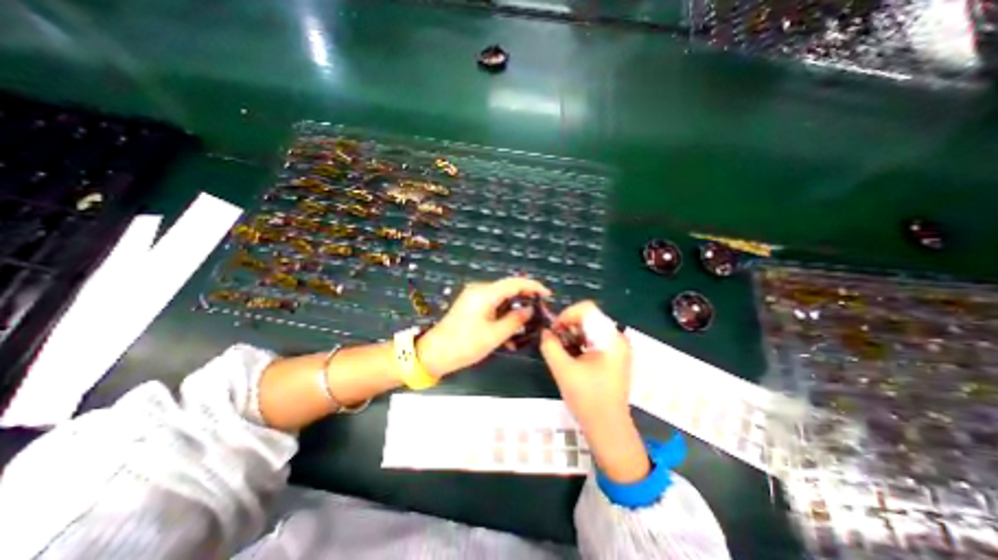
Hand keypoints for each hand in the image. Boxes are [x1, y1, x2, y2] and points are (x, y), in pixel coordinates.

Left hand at [415, 278, 548, 378]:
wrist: (434, 354)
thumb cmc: (464, 344)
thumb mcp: (494, 335)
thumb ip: (515, 320)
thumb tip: (530, 310)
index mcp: (485, 293)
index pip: (514, 282)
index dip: (533, 286)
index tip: (547, 295)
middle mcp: (480, 290)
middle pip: (509, 289)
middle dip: (525, 300)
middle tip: (539, 314)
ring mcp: (474, 298)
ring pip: (502, 300)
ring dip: (514, 312)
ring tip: (525, 329)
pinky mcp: (472, 306)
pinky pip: (493, 307)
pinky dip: (503, 317)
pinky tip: (509, 334)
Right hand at [544, 300, 651, 483]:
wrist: (608, 429)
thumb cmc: (588, 399)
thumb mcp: (563, 370)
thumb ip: (550, 346)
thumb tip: (545, 331)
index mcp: (610, 339)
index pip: (587, 309)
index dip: (566, 314)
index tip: (554, 330)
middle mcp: (617, 338)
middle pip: (588, 317)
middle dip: (568, 325)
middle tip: (554, 340)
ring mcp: (617, 348)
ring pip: (590, 328)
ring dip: (572, 334)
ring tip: (560, 349)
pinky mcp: (613, 357)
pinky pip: (594, 339)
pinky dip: (579, 343)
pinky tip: (570, 356)